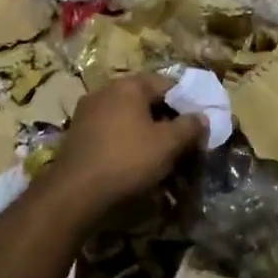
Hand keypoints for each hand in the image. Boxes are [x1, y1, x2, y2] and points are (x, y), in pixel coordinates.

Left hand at [47, 72, 206, 213]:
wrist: (75, 192)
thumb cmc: (128, 159)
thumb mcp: (168, 144)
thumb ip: (189, 127)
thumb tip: (202, 117)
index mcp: (128, 86)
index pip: (167, 84)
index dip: (186, 103)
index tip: (197, 126)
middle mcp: (105, 91)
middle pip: (146, 100)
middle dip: (166, 120)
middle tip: (181, 143)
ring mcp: (87, 112)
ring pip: (128, 118)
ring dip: (146, 133)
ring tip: (160, 157)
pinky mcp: (78, 135)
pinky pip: (111, 132)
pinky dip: (126, 143)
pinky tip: (134, 163)